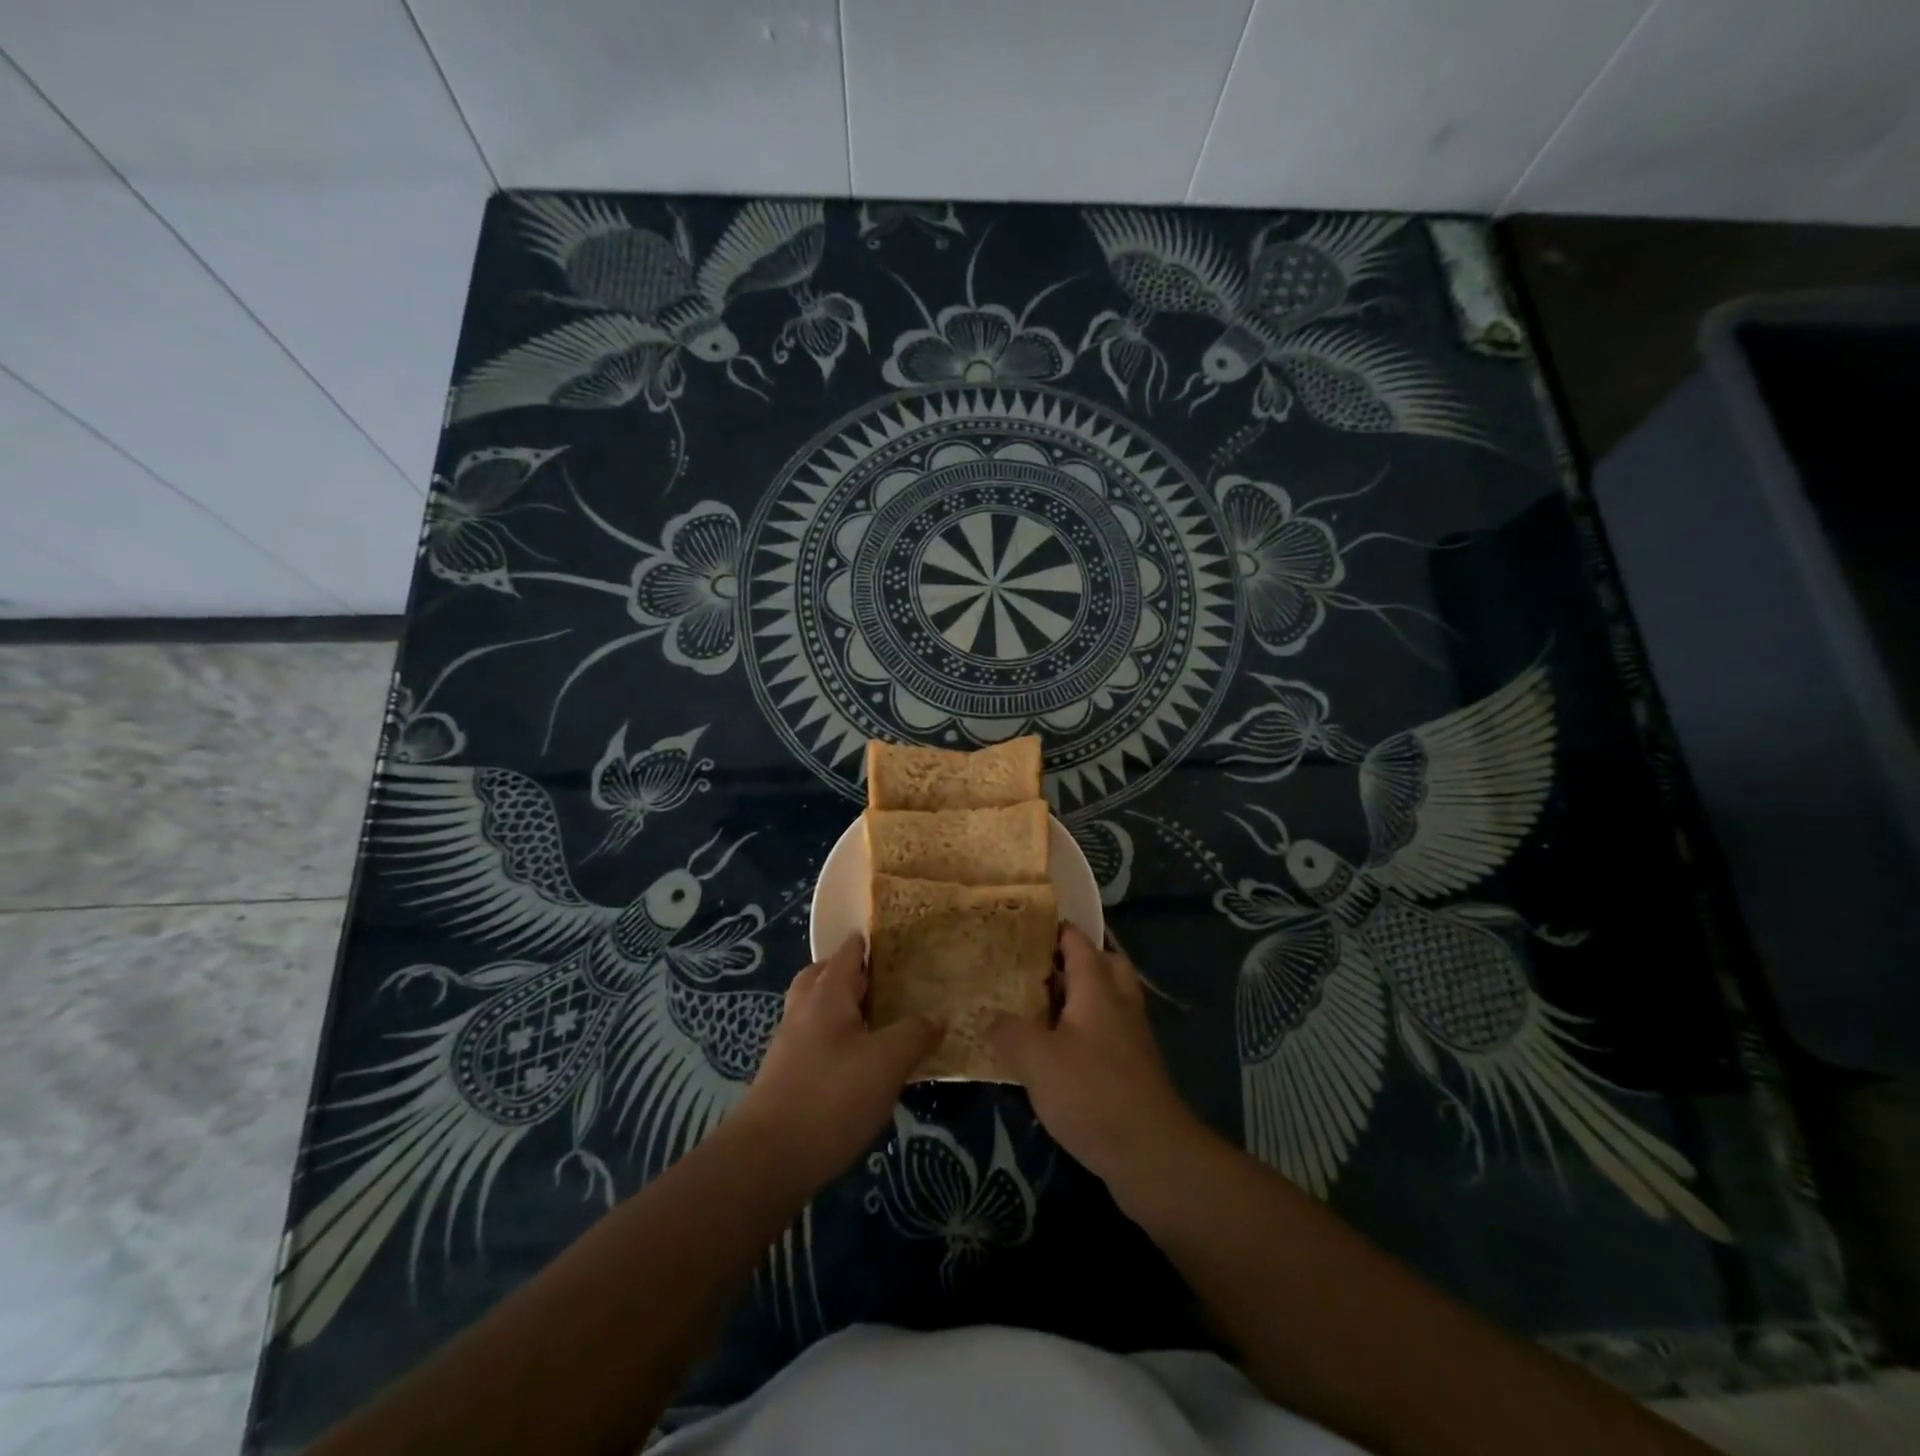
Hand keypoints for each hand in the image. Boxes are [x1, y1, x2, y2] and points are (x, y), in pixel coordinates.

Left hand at [730, 934, 940, 1193]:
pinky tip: (860, 1064)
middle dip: (851, 973)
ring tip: (879, 1022)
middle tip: (887, 981)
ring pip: (817, 1010)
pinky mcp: (786, 1077)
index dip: (870, 942)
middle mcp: (803, 1010)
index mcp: (826, 994)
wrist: (766, 1161)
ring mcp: (790, 1044)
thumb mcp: (886, 1063)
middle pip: (824, 976)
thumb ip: (914, 1034)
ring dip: (843, 1008)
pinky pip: (816, 1041)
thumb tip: (937, 1017)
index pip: (848, 952)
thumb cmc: (830, 1098)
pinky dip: (837, 1039)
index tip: (899, 940)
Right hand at [986, 925, 1207, 1198]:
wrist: (1152, 1155)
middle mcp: (1119, 1005)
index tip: (1026, 924)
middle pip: (1103, 965)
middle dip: (1073, 961)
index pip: (1079, 942)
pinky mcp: (1134, 1071)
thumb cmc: (1092, 1093)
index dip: (1056, 929)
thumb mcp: (1036, 1060)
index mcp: (1098, 989)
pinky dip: (1085, 1032)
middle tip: (1036, 968)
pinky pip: (1107, 1034)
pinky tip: (1056, 1054)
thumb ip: (1008, 1032)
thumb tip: (989, 1017)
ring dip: (1079, 999)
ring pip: (1107, 1001)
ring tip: (1039, 1008)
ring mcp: (1131, 1039)